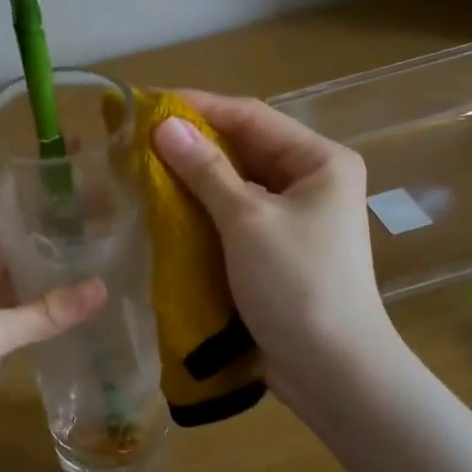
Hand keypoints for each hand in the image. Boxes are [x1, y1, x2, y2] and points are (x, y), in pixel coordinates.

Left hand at [0, 189, 105, 463]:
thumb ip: (41, 313)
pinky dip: (57, 300)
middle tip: (117, 205)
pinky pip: (30, 305)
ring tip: (115, 244)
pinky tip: (91, 299)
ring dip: (62, 258)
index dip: (31, 174)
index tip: (79, 161)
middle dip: (60, 216)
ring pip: (28, 267)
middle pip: (20, 229)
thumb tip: (104, 287)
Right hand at [152, 92, 401, 415]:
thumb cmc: (296, 283)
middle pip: (246, 147)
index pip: (251, 117)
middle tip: (139, 137)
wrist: (333, 369)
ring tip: (145, 167)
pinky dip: (205, 209)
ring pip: (238, 182)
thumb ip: (205, 169)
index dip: (199, 107)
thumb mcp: (246, 220)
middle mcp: (313, 180)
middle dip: (195, 142)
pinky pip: (237, 214)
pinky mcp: (280, 247)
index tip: (147, 103)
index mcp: (320, 160)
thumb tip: (164, 125)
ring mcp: (297, 216)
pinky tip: (169, 207)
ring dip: (196, 176)